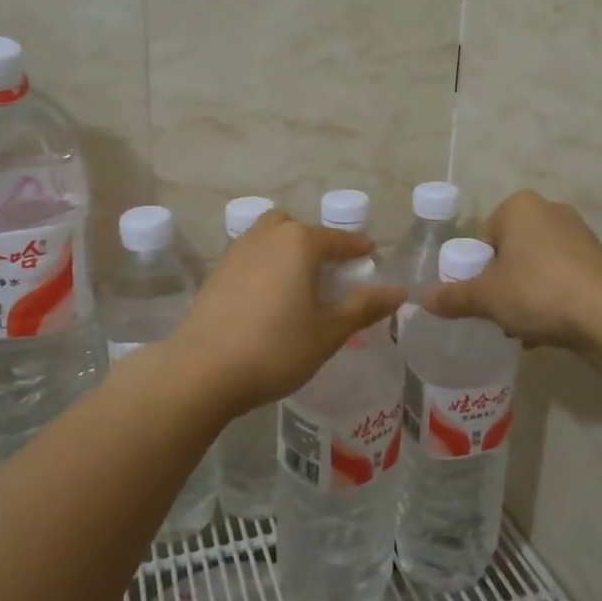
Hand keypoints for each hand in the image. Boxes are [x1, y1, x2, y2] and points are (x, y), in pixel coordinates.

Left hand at [162, 210, 403, 415]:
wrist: (202, 370)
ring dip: (288, 252)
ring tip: (300, 285)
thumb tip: (399, 290)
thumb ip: (364, 306)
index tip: (372, 257)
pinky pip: (251, 257)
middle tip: (330, 274)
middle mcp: (268, 236)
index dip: (359, 249)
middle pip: (299, 229)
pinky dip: (266, 267)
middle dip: (317, 244)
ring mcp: (237, 252)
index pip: (339, 239)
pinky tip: (269, 299)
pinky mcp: (217, 273)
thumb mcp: (329, 331)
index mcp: (299, 242)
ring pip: (270, 238)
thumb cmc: (276, 348)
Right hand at [421, 189, 601, 352]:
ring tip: (524, 328)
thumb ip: (453, 296)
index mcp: (519, 206)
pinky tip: (547, 329)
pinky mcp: (599, 259)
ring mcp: (579, 234)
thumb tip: (423, 298)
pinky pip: (562, 277)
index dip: (477, 270)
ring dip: (526, 294)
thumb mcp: (486, 297)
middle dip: (503, 284)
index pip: (484, 237)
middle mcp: (550, 210)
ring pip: (536, 267)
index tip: (482, 297)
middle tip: (500, 313)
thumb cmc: (537, 291)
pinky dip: (551, 298)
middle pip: (510, 252)